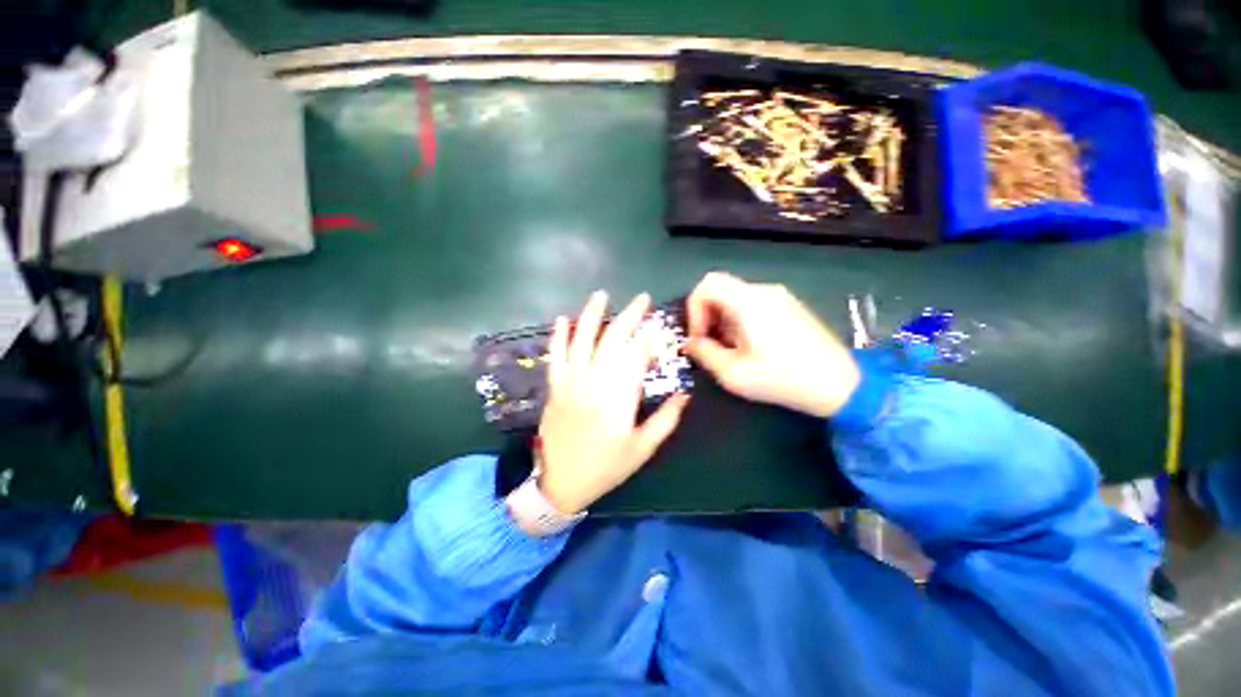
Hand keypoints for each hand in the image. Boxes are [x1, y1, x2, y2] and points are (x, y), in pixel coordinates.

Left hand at [537, 291, 690, 513]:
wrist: (560, 484)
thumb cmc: (606, 467)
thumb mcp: (642, 449)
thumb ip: (666, 420)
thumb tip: (684, 395)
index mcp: (619, 401)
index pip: (636, 359)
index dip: (648, 340)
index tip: (657, 327)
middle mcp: (594, 385)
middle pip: (612, 342)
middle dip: (628, 318)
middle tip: (641, 300)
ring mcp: (570, 384)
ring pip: (582, 342)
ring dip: (592, 316)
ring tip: (602, 296)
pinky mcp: (555, 388)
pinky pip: (556, 357)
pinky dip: (559, 337)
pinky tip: (563, 319)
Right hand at [684, 272, 859, 417]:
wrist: (840, 385)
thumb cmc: (782, 379)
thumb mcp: (733, 373)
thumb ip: (704, 353)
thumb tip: (690, 344)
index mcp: (749, 302)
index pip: (707, 285)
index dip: (693, 309)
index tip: (698, 337)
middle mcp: (764, 291)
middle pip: (720, 289)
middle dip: (706, 316)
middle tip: (709, 345)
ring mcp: (780, 297)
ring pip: (735, 297)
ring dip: (722, 320)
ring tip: (730, 349)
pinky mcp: (790, 306)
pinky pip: (752, 304)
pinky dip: (739, 319)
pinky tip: (750, 346)